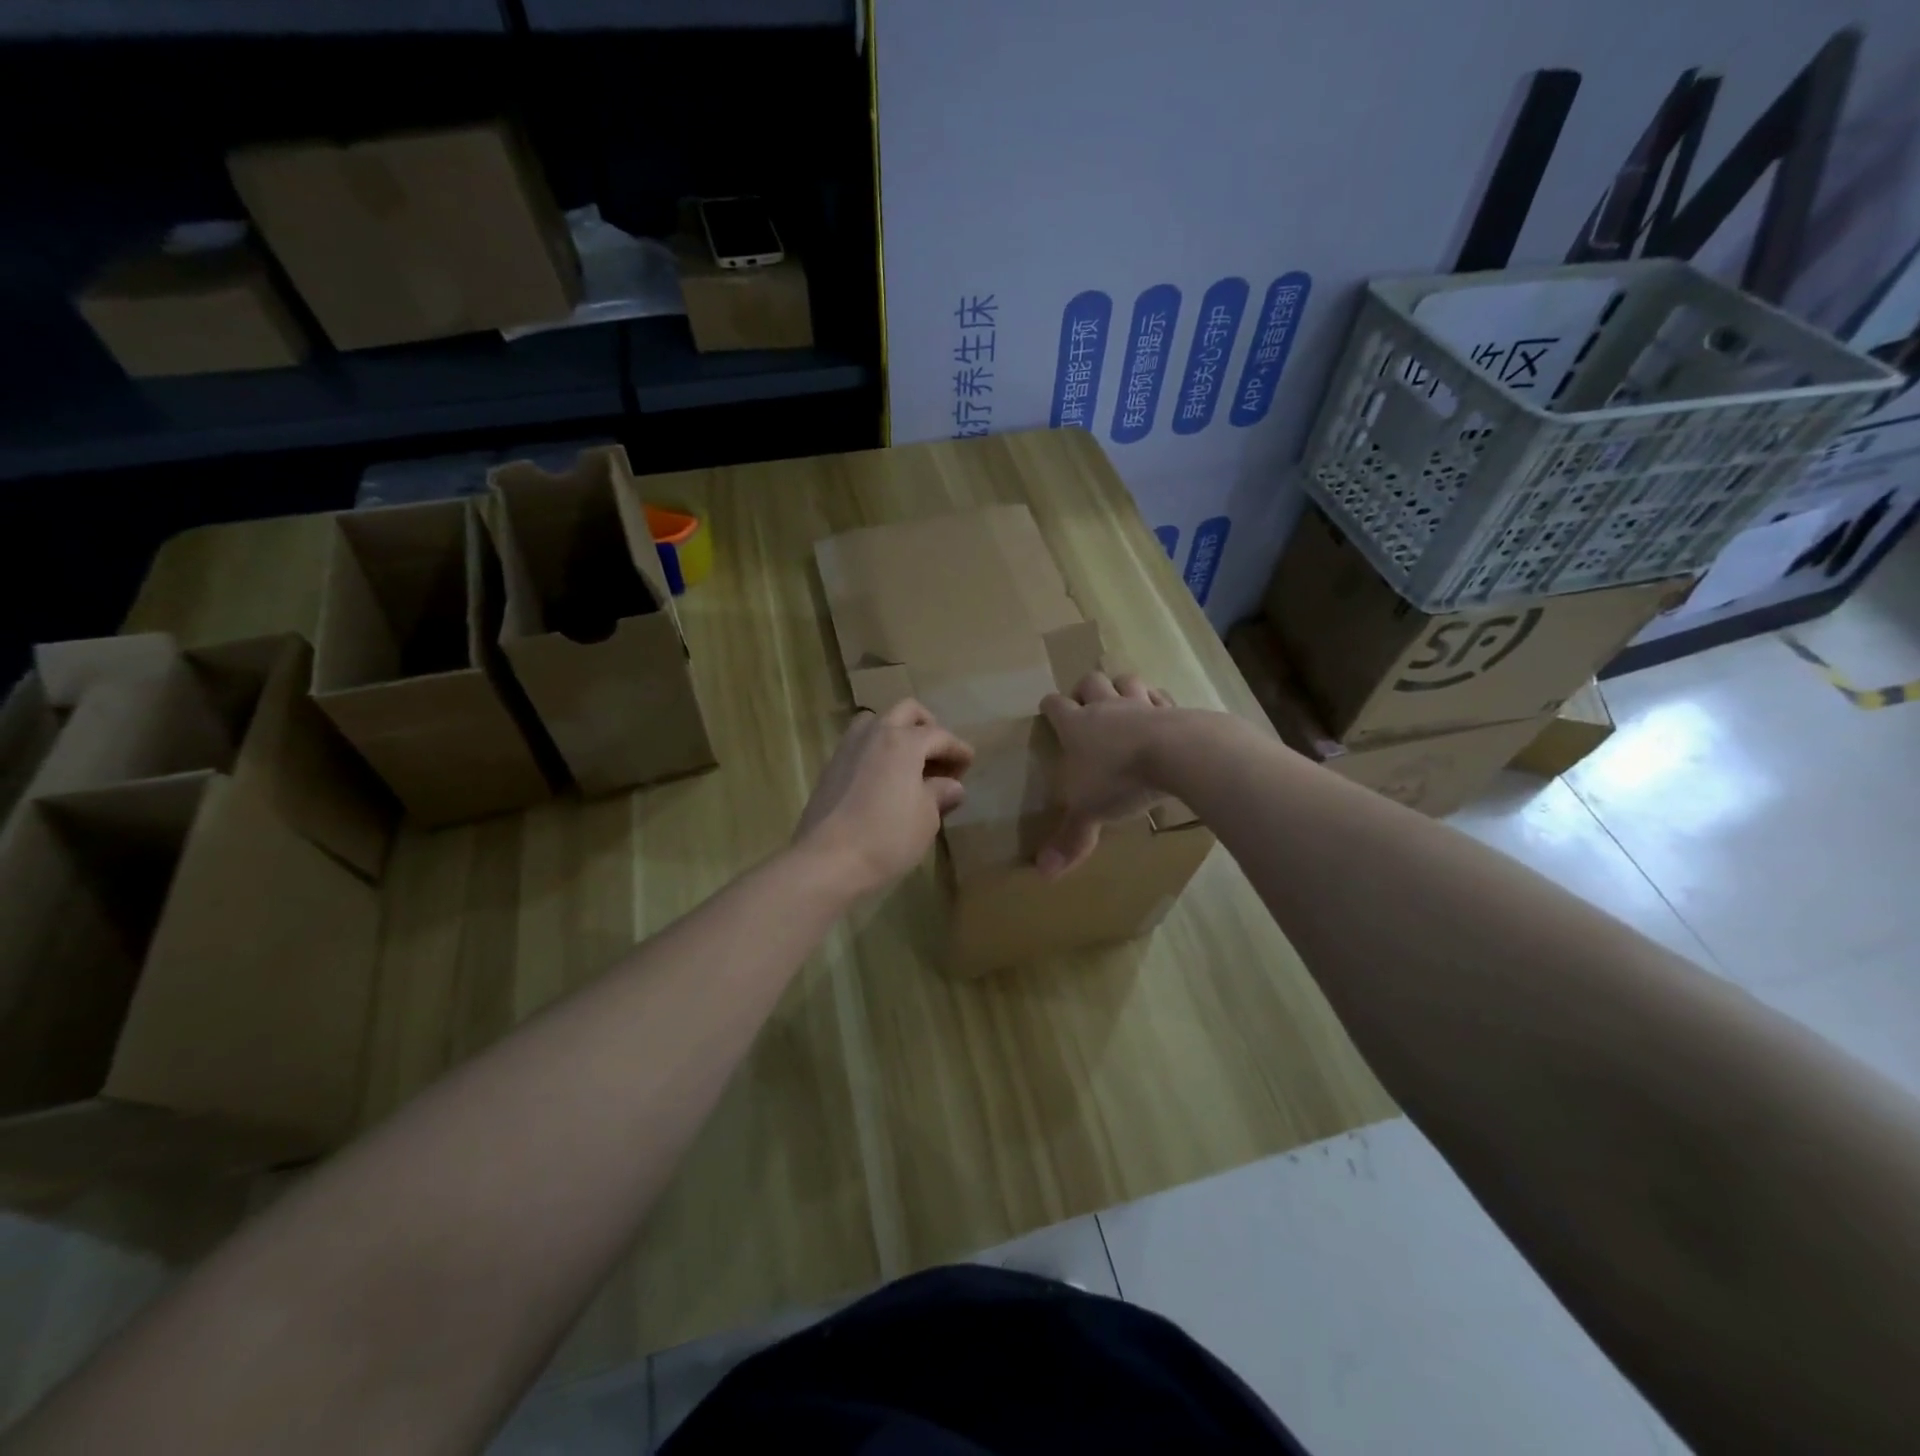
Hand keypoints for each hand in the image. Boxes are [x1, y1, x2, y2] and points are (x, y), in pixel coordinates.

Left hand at [795, 699, 973, 898]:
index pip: (939, 735)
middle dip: (928, 727)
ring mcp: (848, 748)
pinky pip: (859, 744)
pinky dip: (876, 751)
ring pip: (876, 721)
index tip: (969, 762)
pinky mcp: (830, 767)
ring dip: (897, 732)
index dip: (958, 749)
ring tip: (908, 762)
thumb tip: (951, 786)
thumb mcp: (926, 819)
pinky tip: (884, 778)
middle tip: (939, 755)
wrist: (827, 860)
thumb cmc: (887, 837)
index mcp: (904, 742)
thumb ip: (940, 795)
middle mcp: (875, 733)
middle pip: (907, 711)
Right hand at [1036, 672, 1178, 878]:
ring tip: (1123, 703)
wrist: (1178, 755)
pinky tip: (1161, 716)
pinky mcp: (1174, 708)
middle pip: (1090, 681)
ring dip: (1122, 687)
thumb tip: (1043, 873)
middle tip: (1087, 706)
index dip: (1050, 707)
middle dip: (1085, 689)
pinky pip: (1162, 696)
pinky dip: (1158, 702)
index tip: (1049, 712)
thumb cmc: (1121, 780)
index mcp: (1077, 726)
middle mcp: (1106, 707)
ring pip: (1126, 680)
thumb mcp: (1089, 814)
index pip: (1054, 704)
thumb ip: (1069, 839)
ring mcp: (1141, 703)